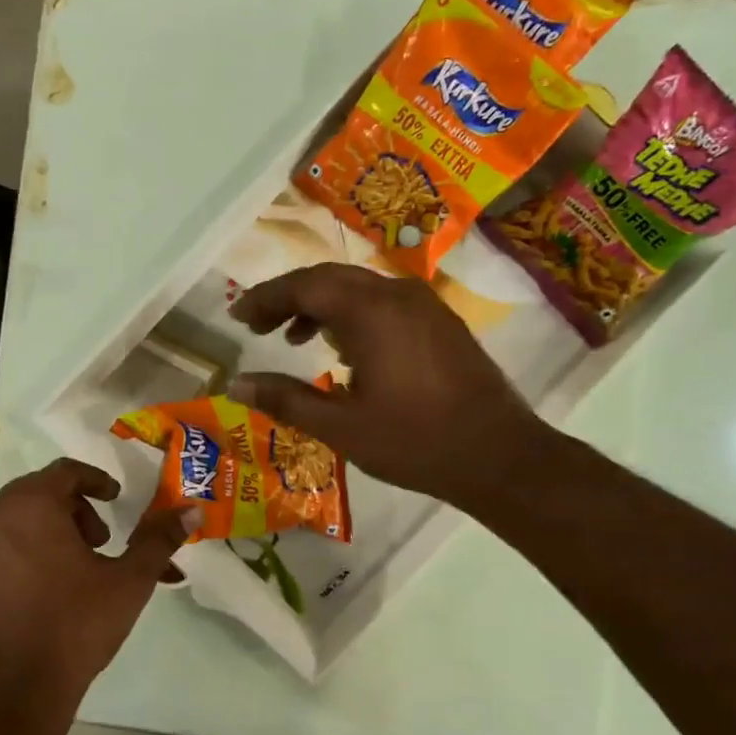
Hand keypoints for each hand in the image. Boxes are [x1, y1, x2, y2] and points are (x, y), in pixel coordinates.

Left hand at [0, 459, 194, 700]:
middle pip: (35, 495)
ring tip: (63, 574)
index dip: (96, 482)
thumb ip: (159, 540)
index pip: (66, 472)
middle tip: (95, 544)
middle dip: (70, 512)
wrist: (12, 692)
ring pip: (6, 525)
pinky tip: (27, 598)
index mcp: (32, 505)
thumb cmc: (75, 625)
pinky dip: (7, 563)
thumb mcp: (129, 581)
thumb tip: (191, 511)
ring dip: (38, 536)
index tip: (114, 502)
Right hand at [227, 264, 538, 505]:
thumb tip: (236, 385)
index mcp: (370, 312)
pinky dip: (352, 314)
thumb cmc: (414, 442)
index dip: (264, 298)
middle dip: (289, 297)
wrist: (499, 456)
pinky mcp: (441, 322)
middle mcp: (397, 294)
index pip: (303, 286)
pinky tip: (344, 349)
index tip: (236, 316)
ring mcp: (424, 305)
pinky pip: (384, 302)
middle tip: (258, 325)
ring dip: (321, 305)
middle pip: (330, 278)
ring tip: (293, 338)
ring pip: (359, 288)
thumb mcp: (340, 427)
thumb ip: (285, 399)